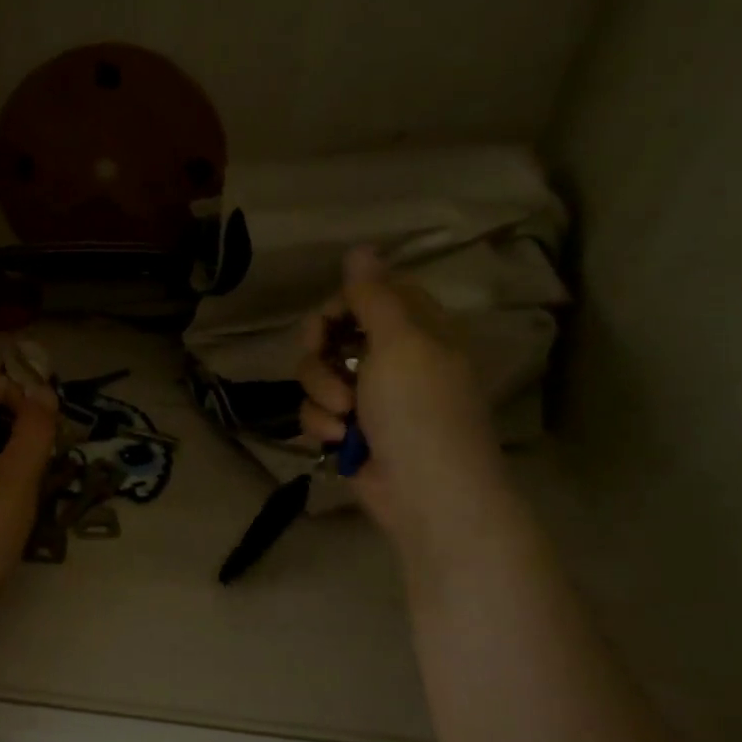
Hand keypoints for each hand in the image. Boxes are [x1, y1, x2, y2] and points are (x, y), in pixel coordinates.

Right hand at [296, 250, 507, 552]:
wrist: (425, 494)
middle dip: (322, 350)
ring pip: (317, 373)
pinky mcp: (349, 429)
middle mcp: (393, 358)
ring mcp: (369, 396)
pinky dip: (321, 423)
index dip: (342, 303)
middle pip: (335, 332)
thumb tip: (360, 247)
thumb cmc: (420, 411)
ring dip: (321, 392)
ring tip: (343, 416)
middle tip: (325, 358)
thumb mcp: (400, 344)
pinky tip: (337, 440)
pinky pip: (316, 410)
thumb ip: (374, 296)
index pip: (372, 294)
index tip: (328, 323)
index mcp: (419, 330)